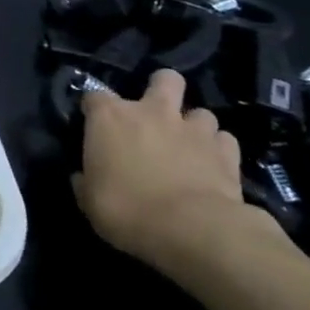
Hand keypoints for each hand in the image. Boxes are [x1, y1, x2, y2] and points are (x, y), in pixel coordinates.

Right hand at [72, 68, 282, 271]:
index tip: (94, 124)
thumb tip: (83, 177)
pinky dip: (218, 149)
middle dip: (162, 89)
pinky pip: (224, 140)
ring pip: (200, 111)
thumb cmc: (126, 210)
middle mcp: (152, 112)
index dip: (94, 108)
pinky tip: (213, 164)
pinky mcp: (226, 152)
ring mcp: (193, 129)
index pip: (94, 95)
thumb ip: (86, 181)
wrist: (191, 230)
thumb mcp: (89, 200)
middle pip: (164, 79)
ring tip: (189, 146)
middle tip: (157, 113)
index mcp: (110, 117)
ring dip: (193, 125)